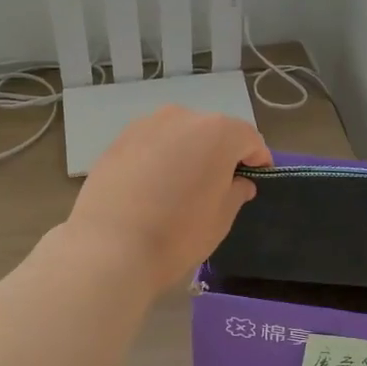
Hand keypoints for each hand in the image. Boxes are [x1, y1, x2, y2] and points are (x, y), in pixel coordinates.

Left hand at [64, 106, 271, 295]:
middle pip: (212, 131)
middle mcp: (182, 117)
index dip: (258, 159)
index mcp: (217, 132)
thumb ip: (236, 192)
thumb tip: (239, 182)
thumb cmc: (177, 233)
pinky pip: (152, 144)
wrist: (109, 248)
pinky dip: (159, 158)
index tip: (256, 180)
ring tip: (182, 186)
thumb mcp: (221, 218)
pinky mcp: (118, 140)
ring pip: (179, 134)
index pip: (249, 138)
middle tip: (219, 185)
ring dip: (188, 152)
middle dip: (221, 153)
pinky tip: (152, 187)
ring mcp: (146, 125)